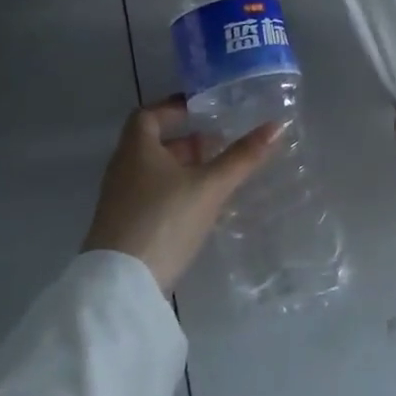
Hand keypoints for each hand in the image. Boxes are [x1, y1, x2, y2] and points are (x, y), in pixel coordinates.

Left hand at [83, 97, 284, 293]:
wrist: (120, 286)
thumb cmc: (163, 221)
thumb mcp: (209, 187)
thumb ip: (242, 158)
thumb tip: (277, 126)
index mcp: (136, 149)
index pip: (148, 115)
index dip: (173, 109)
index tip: (201, 110)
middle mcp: (122, 168)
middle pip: (152, 144)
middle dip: (186, 142)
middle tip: (218, 146)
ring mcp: (119, 200)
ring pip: (153, 173)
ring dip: (182, 169)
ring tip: (215, 177)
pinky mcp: (123, 227)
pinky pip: (150, 197)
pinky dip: (174, 193)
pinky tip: (198, 209)